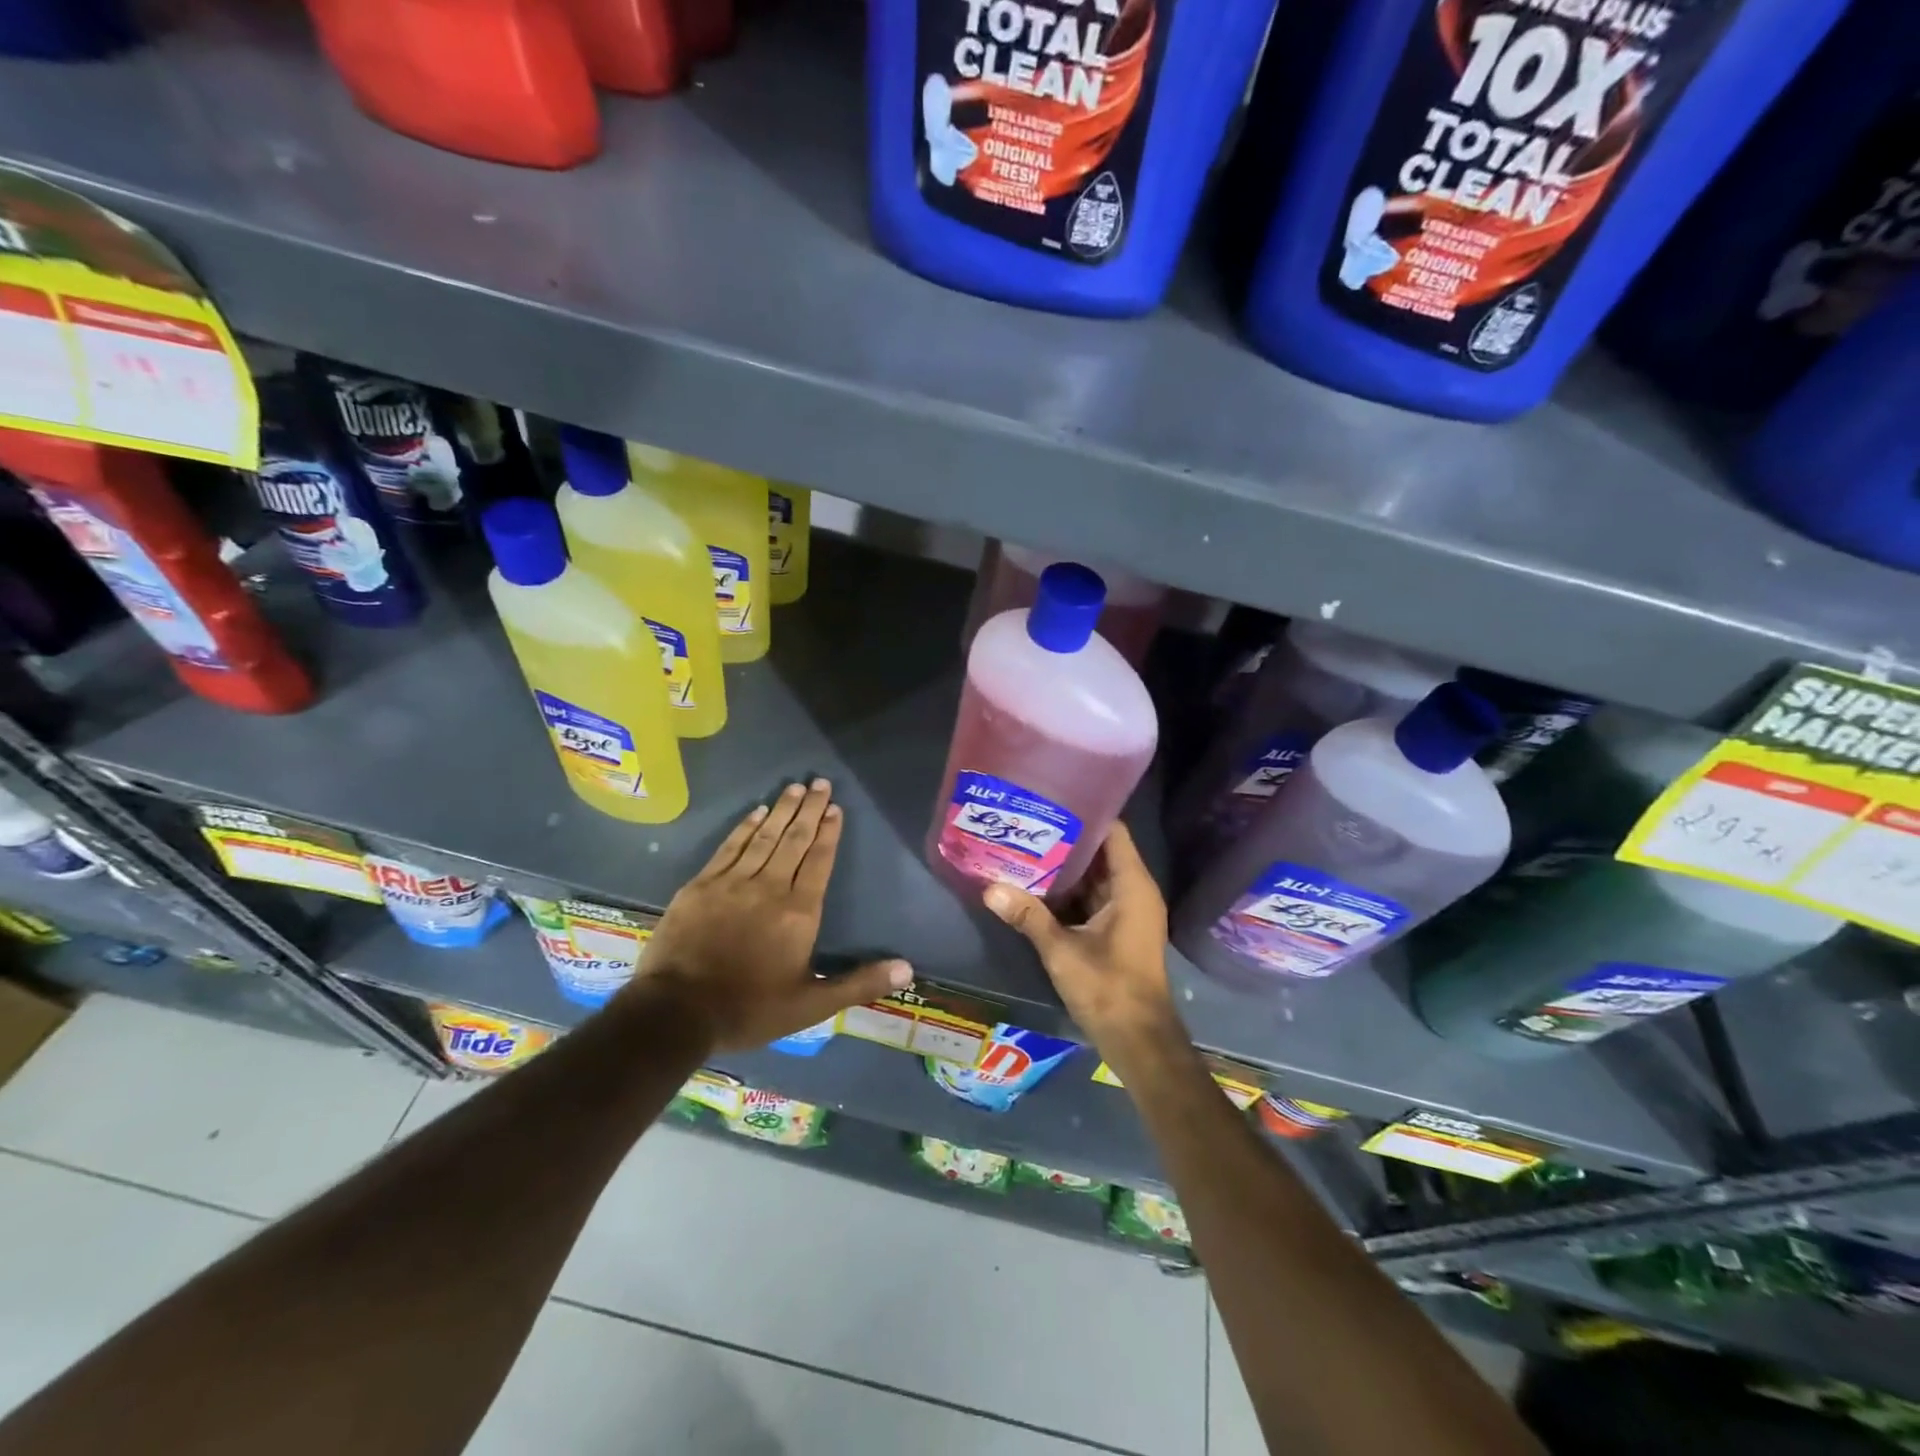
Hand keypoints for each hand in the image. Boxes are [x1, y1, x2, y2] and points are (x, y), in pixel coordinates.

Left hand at [632, 780, 912, 1051]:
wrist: (677, 1012)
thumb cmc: (750, 1008)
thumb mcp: (812, 1005)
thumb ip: (859, 983)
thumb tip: (907, 969)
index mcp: (799, 912)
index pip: (819, 861)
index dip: (829, 832)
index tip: (835, 807)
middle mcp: (770, 887)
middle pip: (794, 840)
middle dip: (809, 809)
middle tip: (819, 782)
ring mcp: (732, 883)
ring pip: (764, 837)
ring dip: (781, 811)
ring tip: (794, 788)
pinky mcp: (701, 885)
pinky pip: (729, 847)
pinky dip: (745, 827)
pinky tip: (755, 812)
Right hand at [982, 822, 1180, 1060]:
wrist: (1139, 1041)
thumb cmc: (1109, 989)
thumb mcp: (1062, 950)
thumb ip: (1028, 916)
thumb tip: (989, 888)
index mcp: (1132, 885)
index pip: (1112, 831)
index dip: (1083, 813)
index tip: (1048, 801)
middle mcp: (1134, 891)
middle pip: (1100, 851)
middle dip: (1065, 839)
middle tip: (1025, 823)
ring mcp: (1127, 911)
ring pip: (1094, 876)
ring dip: (1064, 867)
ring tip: (1023, 846)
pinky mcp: (1117, 929)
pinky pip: (1092, 897)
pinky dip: (1068, 891)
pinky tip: (1034, 885)